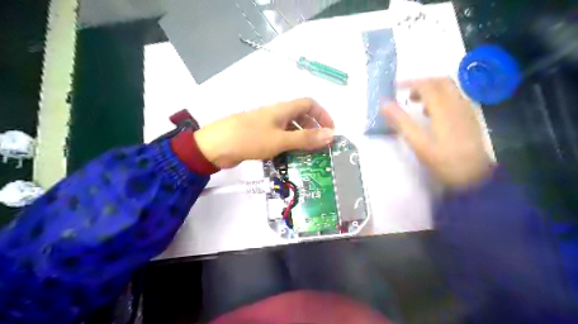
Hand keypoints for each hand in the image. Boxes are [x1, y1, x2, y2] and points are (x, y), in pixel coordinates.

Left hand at [193, 98, 334, 168]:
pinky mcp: (260, 135)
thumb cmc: (250, 139)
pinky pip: (280, 137)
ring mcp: (267, 124)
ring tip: (309, 153)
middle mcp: (276, 114)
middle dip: (314, 128)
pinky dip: (289, 144)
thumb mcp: (281, 140)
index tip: (331, 131)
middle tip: (320, 145)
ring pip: (291, 127)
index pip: (309, 104)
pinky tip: (291, 156)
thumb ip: (306, 138)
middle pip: (301, 115)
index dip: (323, 114)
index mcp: (283, 109)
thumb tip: (331, 135)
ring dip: (302, 137)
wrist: (216, 146)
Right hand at [382, 77, 493, 189]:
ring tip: (416, 104)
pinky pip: (455, 99)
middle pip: (441, 82)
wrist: (473, 177)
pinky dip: (441, 98)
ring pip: (450, 89)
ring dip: (432, 90)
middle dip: (422, 83)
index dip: (409, 83)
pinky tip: (432, 114)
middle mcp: (457, 104)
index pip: (426, 85)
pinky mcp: (469, 119)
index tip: (394, 88)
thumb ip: (401, 122)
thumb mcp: (418, 143)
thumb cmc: (443, 161)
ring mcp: (466, 111)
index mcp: (443, 108)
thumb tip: (384, 104)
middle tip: (406, 94)